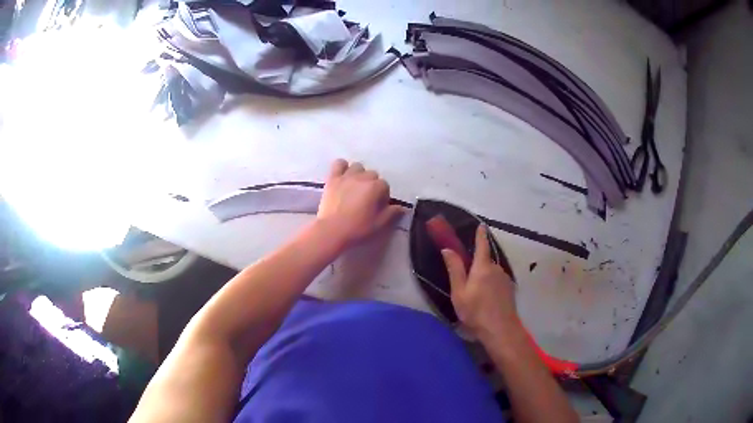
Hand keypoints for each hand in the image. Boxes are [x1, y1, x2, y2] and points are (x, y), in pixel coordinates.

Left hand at [317, 159, 403, 246]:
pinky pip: (338, 164)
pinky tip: (343, 177)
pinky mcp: (333, 178)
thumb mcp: (379, 224)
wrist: (331, 231)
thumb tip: (401, 208)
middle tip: (367, 199)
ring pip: (357, 167)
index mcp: (375, 187)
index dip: (383, 196)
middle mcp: (362, 177)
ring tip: (356, 187)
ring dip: (359, 174)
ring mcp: (346, 176)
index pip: (385, 186)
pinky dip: (342, 167)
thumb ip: (392, 213)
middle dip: (372, 185)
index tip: (378, 207)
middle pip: (372, 175)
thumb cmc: (357, 228)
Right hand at [441, 225, 520, 340]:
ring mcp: (505, 279)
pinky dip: (491, 285)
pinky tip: (486, 300)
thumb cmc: (476, 311)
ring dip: (484, 278)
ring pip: (491, 273)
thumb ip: (455, 269)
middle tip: (466, 282)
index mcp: (482, 267)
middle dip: (476, 266)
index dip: (480, 234)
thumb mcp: (459, 292)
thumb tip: (448, 249)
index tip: (481, 225)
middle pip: (485, 261)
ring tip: (476, 296)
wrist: (500, 329)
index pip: (482, 245)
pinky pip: (497, 281)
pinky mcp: (510, 289)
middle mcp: (496, 268)